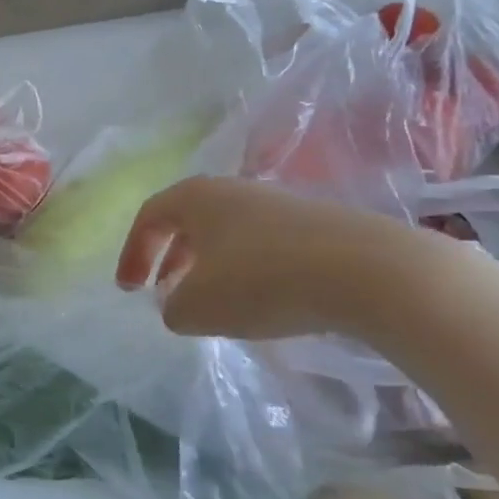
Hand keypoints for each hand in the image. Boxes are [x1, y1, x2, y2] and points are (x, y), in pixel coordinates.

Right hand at [116, 175, 416, 340]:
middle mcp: (234, 191)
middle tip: (164, 292)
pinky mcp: (318, 225)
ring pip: (228, 233)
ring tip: (214, 302)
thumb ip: (172, 308)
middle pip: (189, 220)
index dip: (132, 253)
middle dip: (171, 258)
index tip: (128, 289)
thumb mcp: (198, 307)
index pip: (149, 217)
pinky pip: (265, 245)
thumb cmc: (262, 280)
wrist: (370, 271)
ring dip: (211, 266)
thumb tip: (178, 305)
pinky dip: (250, 270)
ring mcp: (279, 204)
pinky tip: (264, 302)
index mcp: (196, 197)